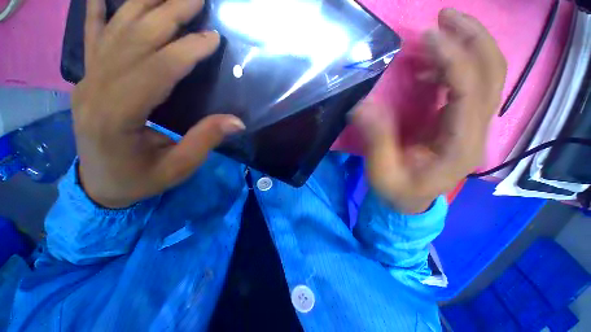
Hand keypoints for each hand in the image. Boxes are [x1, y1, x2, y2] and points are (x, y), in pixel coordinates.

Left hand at [73, 0, 244, 208]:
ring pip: (115, 31)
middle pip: (134, 40)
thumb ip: (205, 141)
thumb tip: (237, 121)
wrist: (101, 186)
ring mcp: (86, 82)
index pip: (156, 71)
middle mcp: (95, 91)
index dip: (187, 51)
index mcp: (117, 117)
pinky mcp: (87, 80)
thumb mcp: (178, 167)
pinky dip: (98, 11)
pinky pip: (91, 38)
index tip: (214, 38)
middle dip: (168, 13)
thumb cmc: (141, 180)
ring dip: (144, 5)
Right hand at [354, 9, 506, 213]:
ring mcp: (471, 125)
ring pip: (489, 75)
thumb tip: (363, 106)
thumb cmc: (397, 191)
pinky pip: (471, 85)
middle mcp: (475, 131)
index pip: (470, 90)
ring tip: (439, 32)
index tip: (426, 36)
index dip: (452, 58)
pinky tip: (432, 66)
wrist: (411, 202)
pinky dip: (455, 66)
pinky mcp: (460, 123)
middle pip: (493, 74)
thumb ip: (376, 140)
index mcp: (459, 146)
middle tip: (445, 17)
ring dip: (468, 46)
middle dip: (474, 38)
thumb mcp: (382, 172)